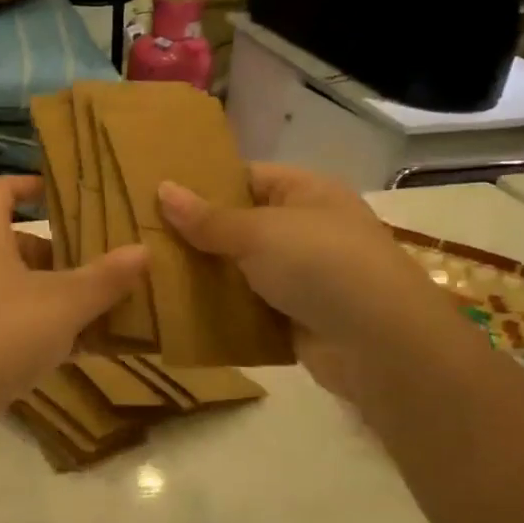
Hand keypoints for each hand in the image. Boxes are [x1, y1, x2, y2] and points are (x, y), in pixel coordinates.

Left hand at [0, 175, 147, 448]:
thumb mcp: (62, 304)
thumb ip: (104, 278)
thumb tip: (143, 250)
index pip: (1, 188)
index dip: (32, 186)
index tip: (68, 198)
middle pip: (10, 240)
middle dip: (55, 254)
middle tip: (97, 267)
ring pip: (5, 284)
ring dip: (46, 295)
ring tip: (92, 311)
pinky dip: (27, 326)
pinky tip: (65, 352)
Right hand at [157, 164, 451, 397]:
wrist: (381, 345)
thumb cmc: (322, 265)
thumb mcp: (259, 232)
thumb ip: (208, 218)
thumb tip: (162, 188)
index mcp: (306, 193)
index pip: (247, 177)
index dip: (204, 184)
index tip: (157, 194)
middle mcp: (306, 230)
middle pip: (240, 225)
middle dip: (196, 234)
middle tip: (142, 237)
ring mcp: (302, 276)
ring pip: (240, 270)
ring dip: (204, 275)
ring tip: (149, 273)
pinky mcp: (295, 318)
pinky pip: (247, 307)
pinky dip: (220, 310)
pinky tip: (178, 311)